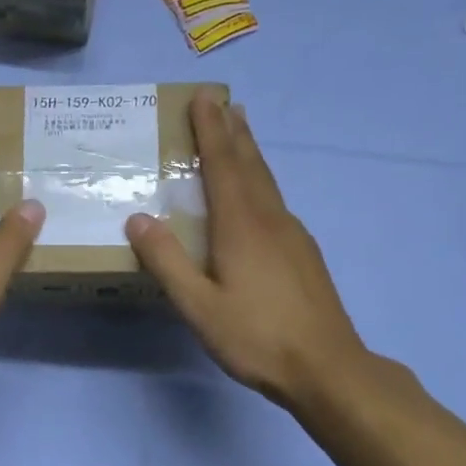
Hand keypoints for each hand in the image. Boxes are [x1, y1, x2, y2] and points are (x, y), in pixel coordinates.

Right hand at [126, 90, 374, 412]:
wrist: (328, 368)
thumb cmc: (257, 336)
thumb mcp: (199, 305)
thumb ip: (167, 261)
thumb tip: (137, 217)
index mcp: (241, 225)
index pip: (222, 164)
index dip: (210, 130)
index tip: (203, 97)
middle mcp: (270, 219)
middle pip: (250, 164)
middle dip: (234, 132)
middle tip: (224, 103)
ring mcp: (293, 235)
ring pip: (266, 182)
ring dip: (250, 153)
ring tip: (241, 133)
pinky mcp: (303, 254)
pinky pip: (275, 202)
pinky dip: (260, 182)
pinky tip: (258, 196)